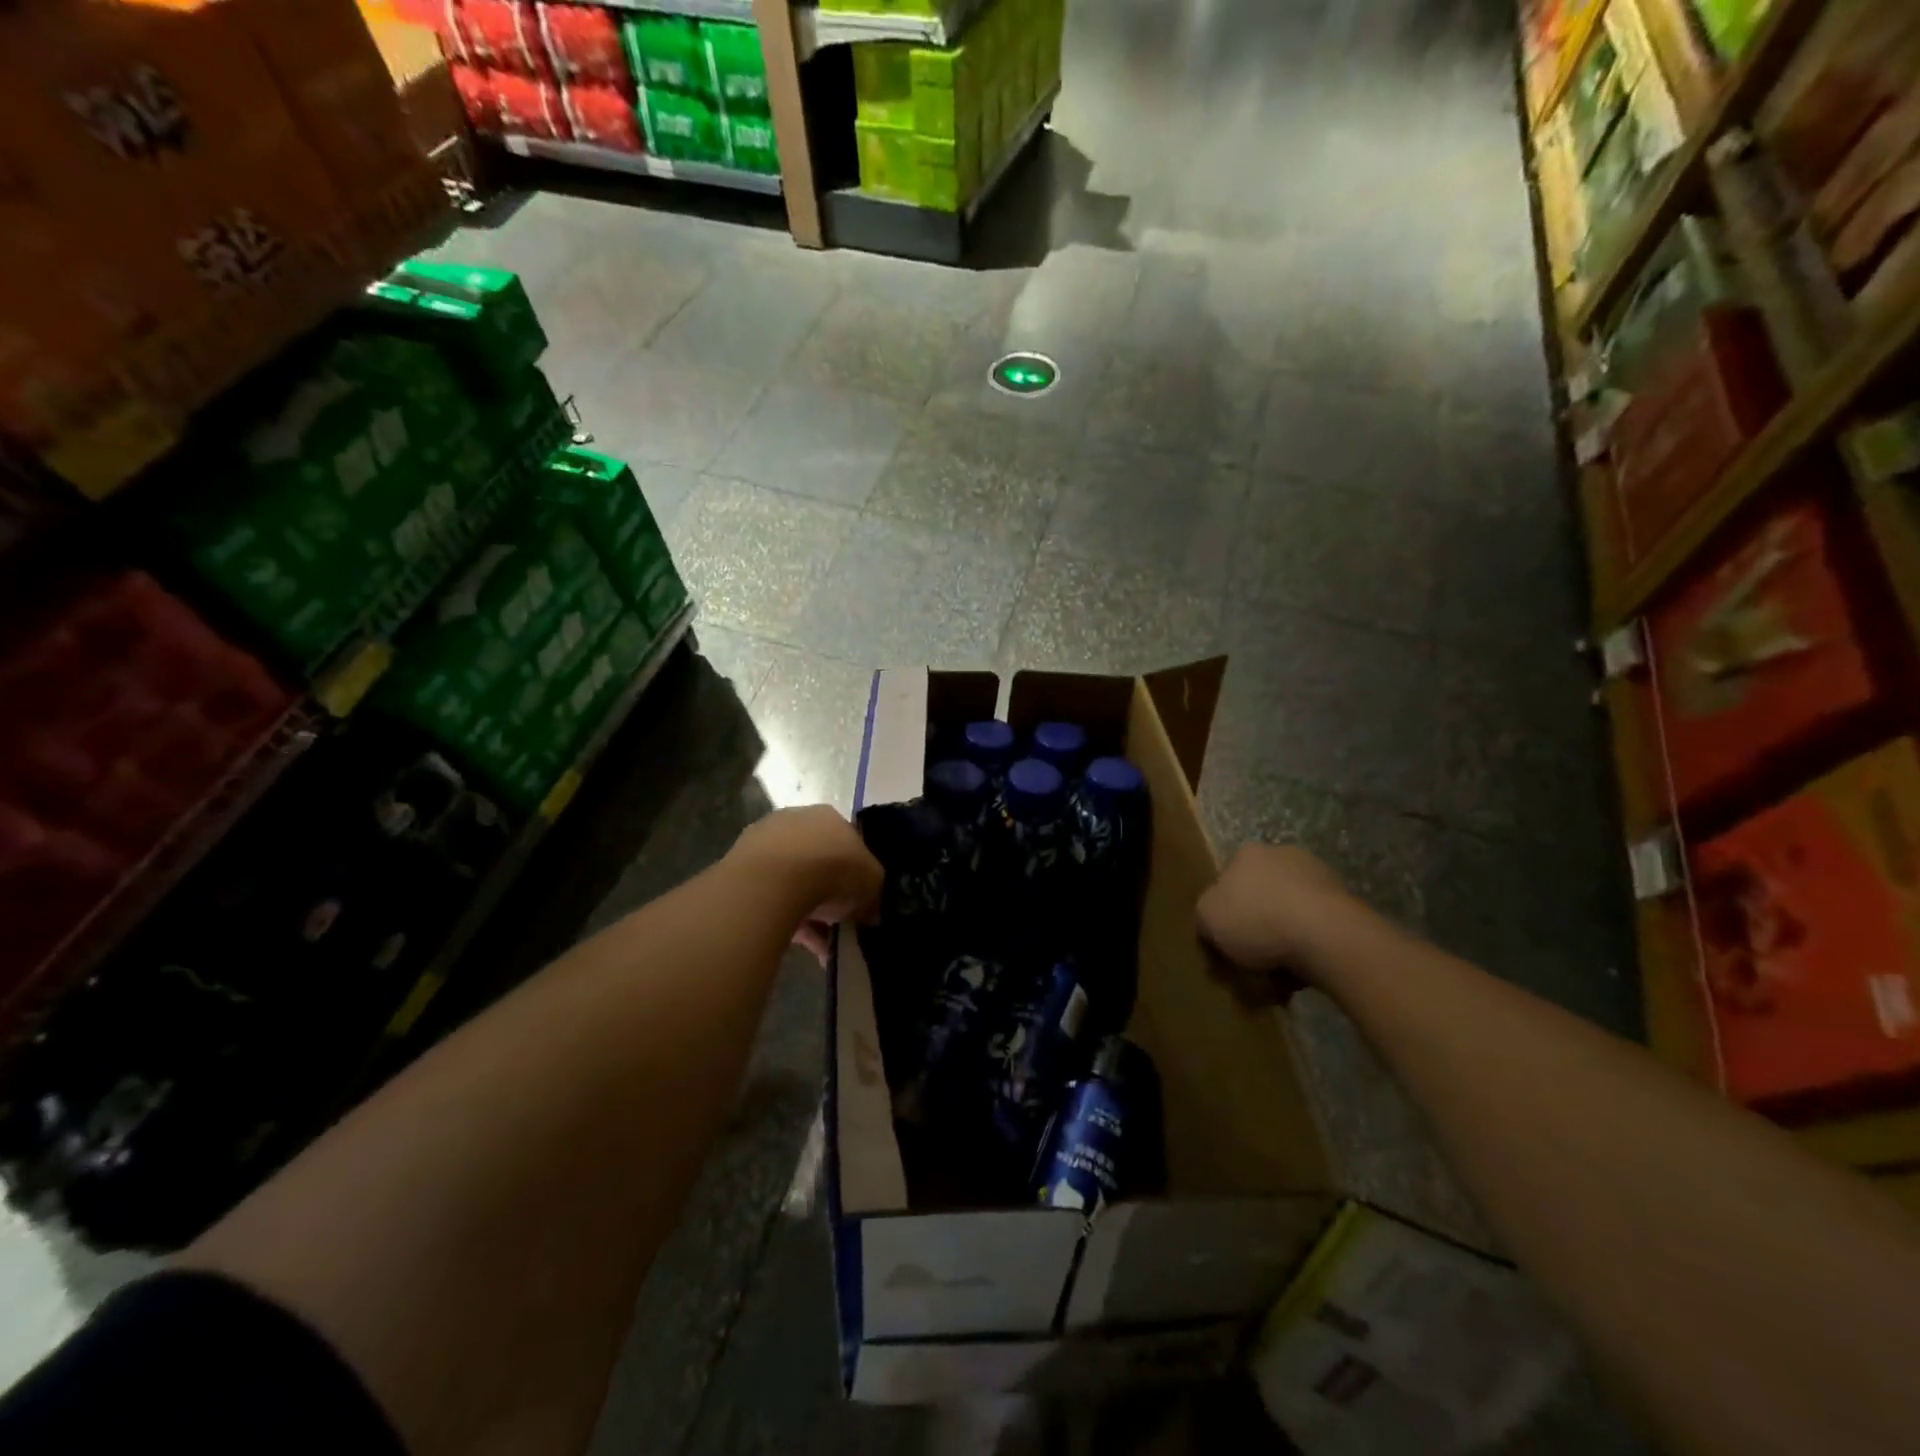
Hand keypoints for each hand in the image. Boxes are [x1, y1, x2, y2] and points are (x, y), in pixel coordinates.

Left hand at [730, 805, 882, 962]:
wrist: (773, 880)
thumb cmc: (832, 869)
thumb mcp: (871, 882)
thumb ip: (873, 893)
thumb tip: (870, 912)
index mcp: (829, 816)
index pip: (847, 842)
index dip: (855, 873)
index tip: (859, 899)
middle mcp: (795, 821)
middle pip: (818, 861)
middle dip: (829, 892)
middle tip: (839, 922)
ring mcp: (764, 843)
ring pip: (793, 882)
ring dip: (808, 911)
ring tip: (821, 945)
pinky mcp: (740, 870)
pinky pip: (772, 898)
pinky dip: (787, 920)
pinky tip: (802, 945)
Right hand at [1196, 843, 1355, 1002]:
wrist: (1325, 936)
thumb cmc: (1256, 919)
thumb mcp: (1207, 918)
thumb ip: (1204, 915)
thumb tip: (1213, 921)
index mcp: (1247, 853)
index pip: (1226, 879)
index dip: (1223, 910)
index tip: (1224, 939)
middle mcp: (1282, 854)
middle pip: (1260, 892)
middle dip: (1256, 921)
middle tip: (1250, 955)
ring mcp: (1319, 875)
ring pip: (1290, 909)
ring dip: (1284, 933)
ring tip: (1278, 971)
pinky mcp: (1347, 901)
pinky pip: (1316, 926)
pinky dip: (1309, 944)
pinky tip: (1303, 969)